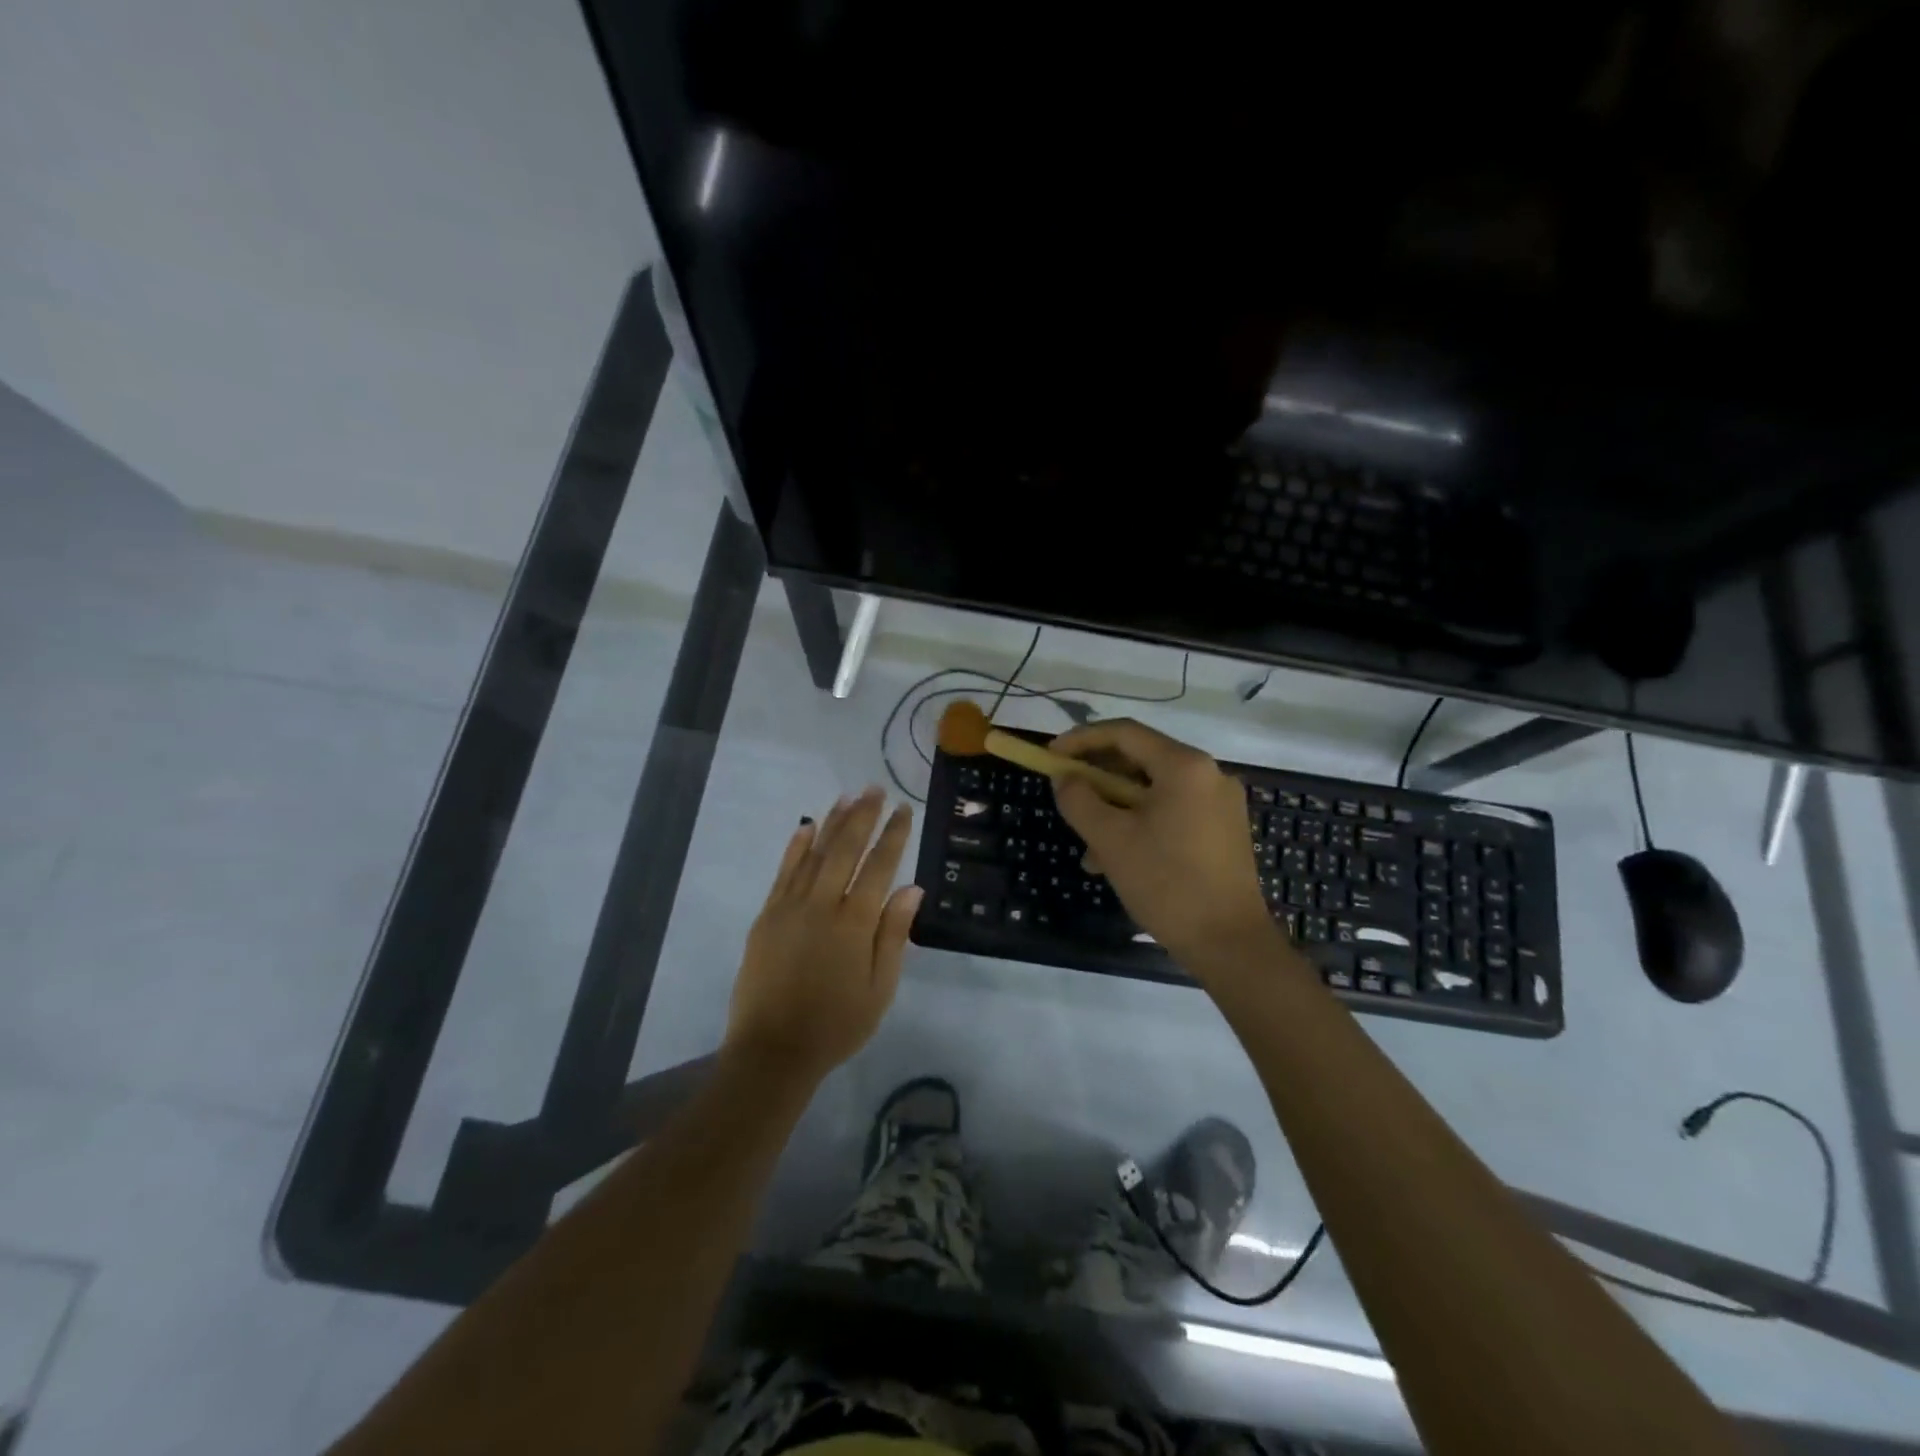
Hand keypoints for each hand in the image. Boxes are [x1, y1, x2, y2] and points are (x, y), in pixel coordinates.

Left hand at [724, 787, 921, 1086]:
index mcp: (855, 923)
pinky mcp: (767, 916)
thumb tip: (913, 888)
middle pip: (846, 849)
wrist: (773, 1050)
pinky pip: (783, 872)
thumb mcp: (880, 988)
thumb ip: (894, 935)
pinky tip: (806, 827)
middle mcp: (822, 905)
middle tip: (875, 789)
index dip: (893, 835)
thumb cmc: (836, 1024)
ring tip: (847, 796)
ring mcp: (790, 907)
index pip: (880, 866)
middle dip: (863, 816)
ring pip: (815, 854)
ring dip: (832, 822)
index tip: (904, 809)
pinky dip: (796, 847)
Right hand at [1051, 720, 1280, 977]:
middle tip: (1067, 800)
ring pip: (1153, 791)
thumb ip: (1079, 799)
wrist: (1229, 943)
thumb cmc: (1167, 884)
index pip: (1124, 733)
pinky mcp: (1224, 829)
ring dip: (1116, 810)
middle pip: (1140, 760)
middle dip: (1098, 781)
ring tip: (1089, 849)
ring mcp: (1220, 803)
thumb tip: (1065, 778)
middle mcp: (1209, 774)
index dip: (1081, 740)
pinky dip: (1141, 824)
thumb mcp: (1110, 839)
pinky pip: (1172, 812)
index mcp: (1184, 766)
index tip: (1051, 757)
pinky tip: (1119, 860)